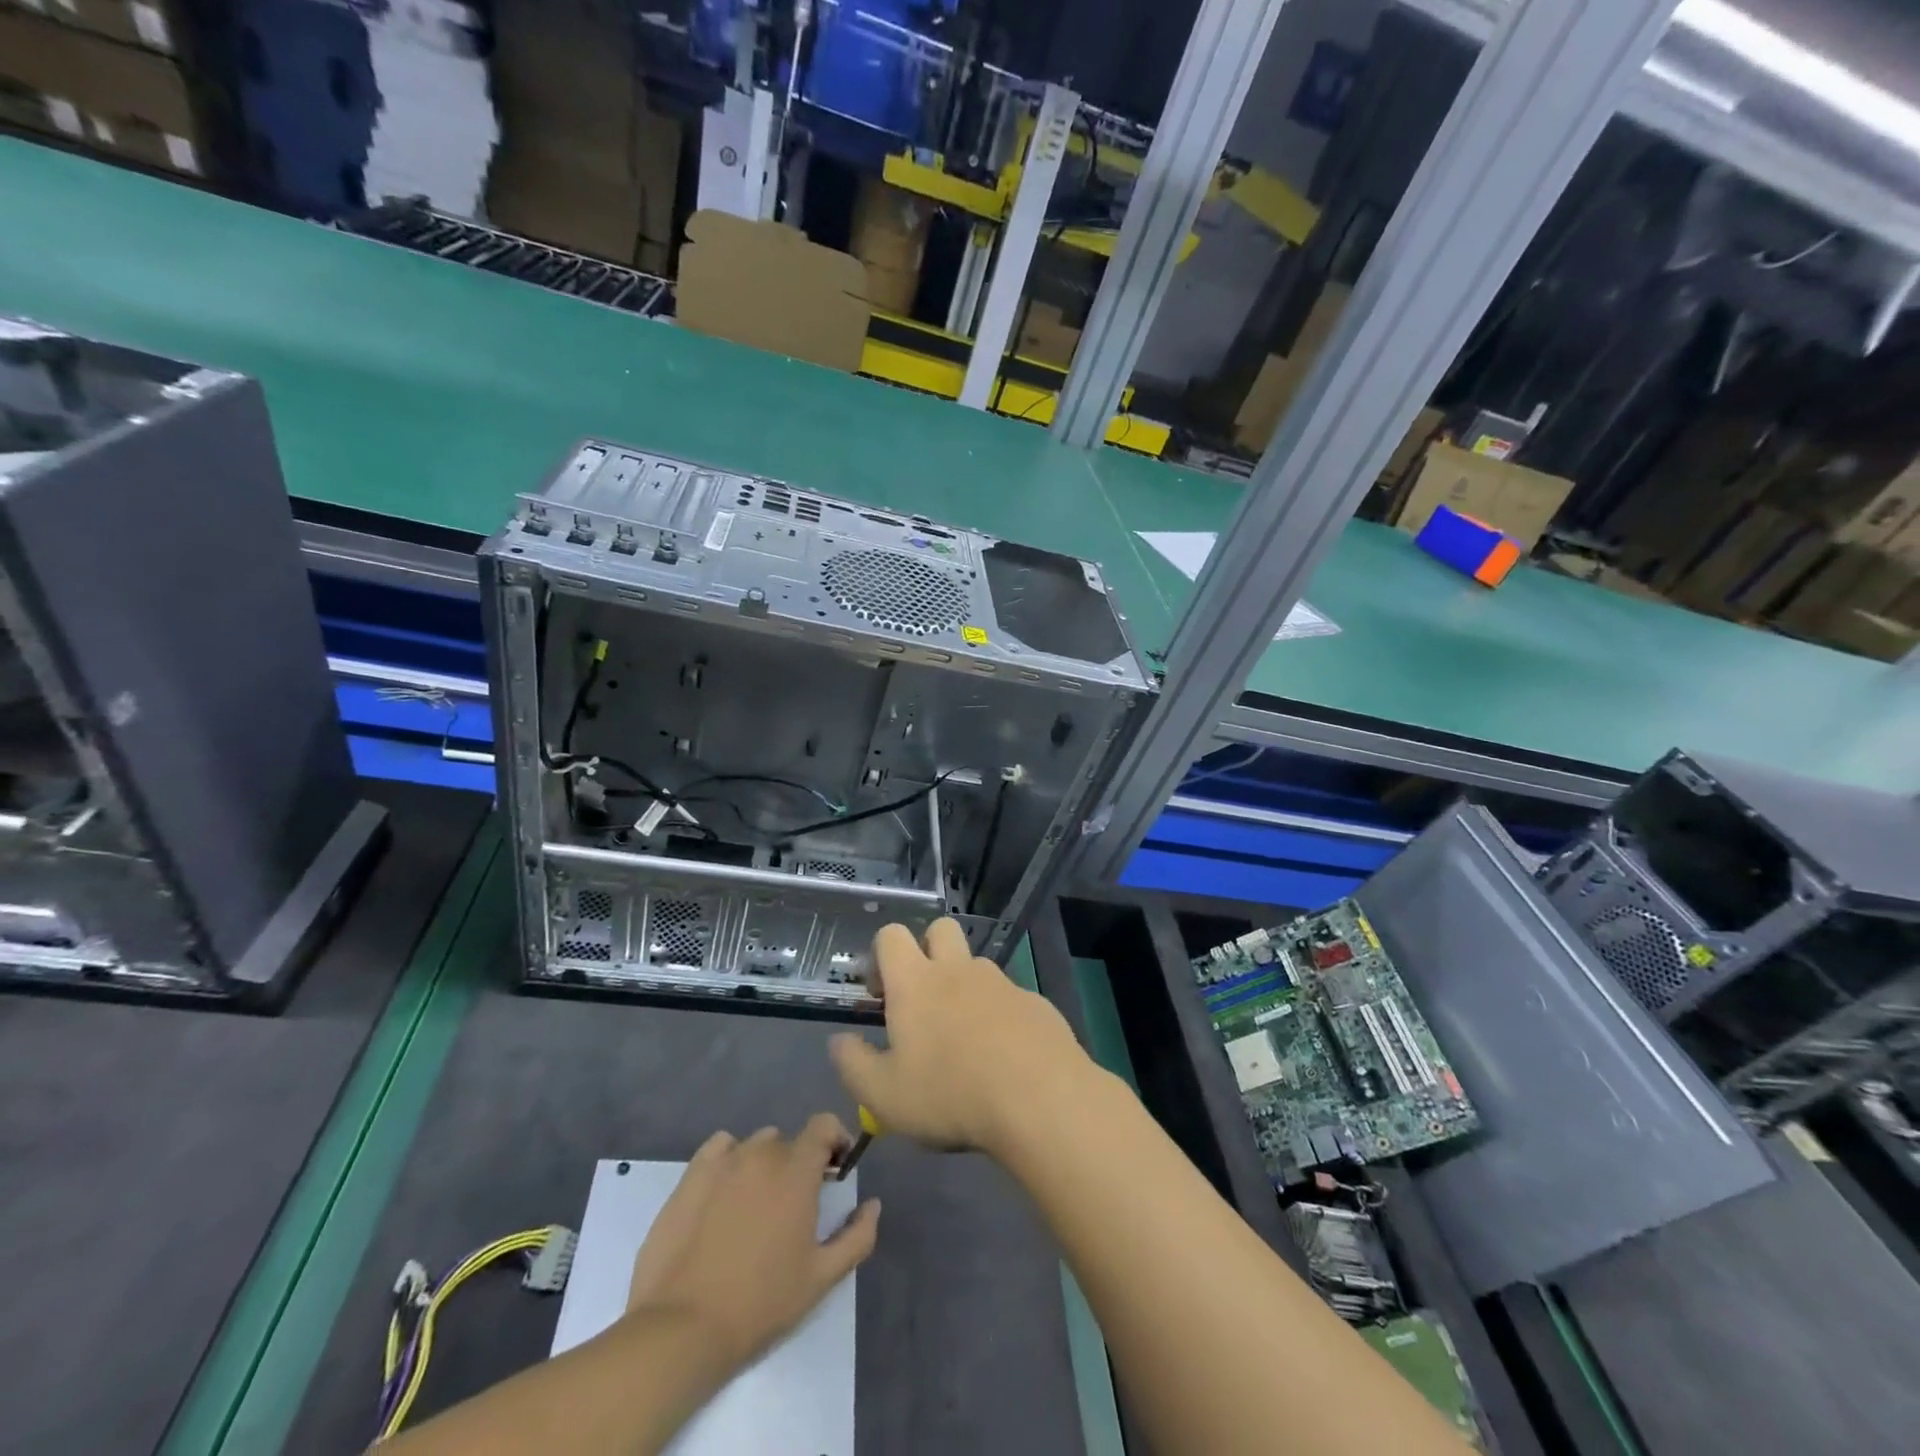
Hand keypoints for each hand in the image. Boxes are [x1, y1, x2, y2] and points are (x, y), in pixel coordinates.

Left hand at [626, 1117, 880, 1370]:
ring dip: (765, 1163)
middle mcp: (762, 1153)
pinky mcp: (690, 1176)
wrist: (682, 1329)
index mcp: (797, 1170)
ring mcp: (723, 1162)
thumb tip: (872, 1204)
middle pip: (790, 1141)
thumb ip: (857, 1236)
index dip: (835, 1139)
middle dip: (799, 1163)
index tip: (836, 1169)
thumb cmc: (761, 1303)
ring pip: (755, 1145)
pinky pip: (720, 1149)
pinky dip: (730, 1159)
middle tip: (795, 1203)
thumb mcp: (822, 1278)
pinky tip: (726, 1192)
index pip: (824, 1124)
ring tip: (757, 1203)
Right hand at [829, 918, 1095, 1159]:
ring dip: (964, 988)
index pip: (892, 935)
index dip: (881, 955)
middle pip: (940, 930)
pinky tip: (1003, 1059)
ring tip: (964, 1042)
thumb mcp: (883, 1095)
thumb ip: (853, 1064)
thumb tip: (840, 1041)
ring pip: (976, 966)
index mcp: (916, 982)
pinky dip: (999, 1016)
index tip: (880, 994)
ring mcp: (1002, 982)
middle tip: (922, 1001)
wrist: (1040, 1100)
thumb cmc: (950, 1095)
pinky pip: (1009, 997)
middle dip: (927, 951)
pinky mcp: (1035, 1002)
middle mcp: (959, 970)